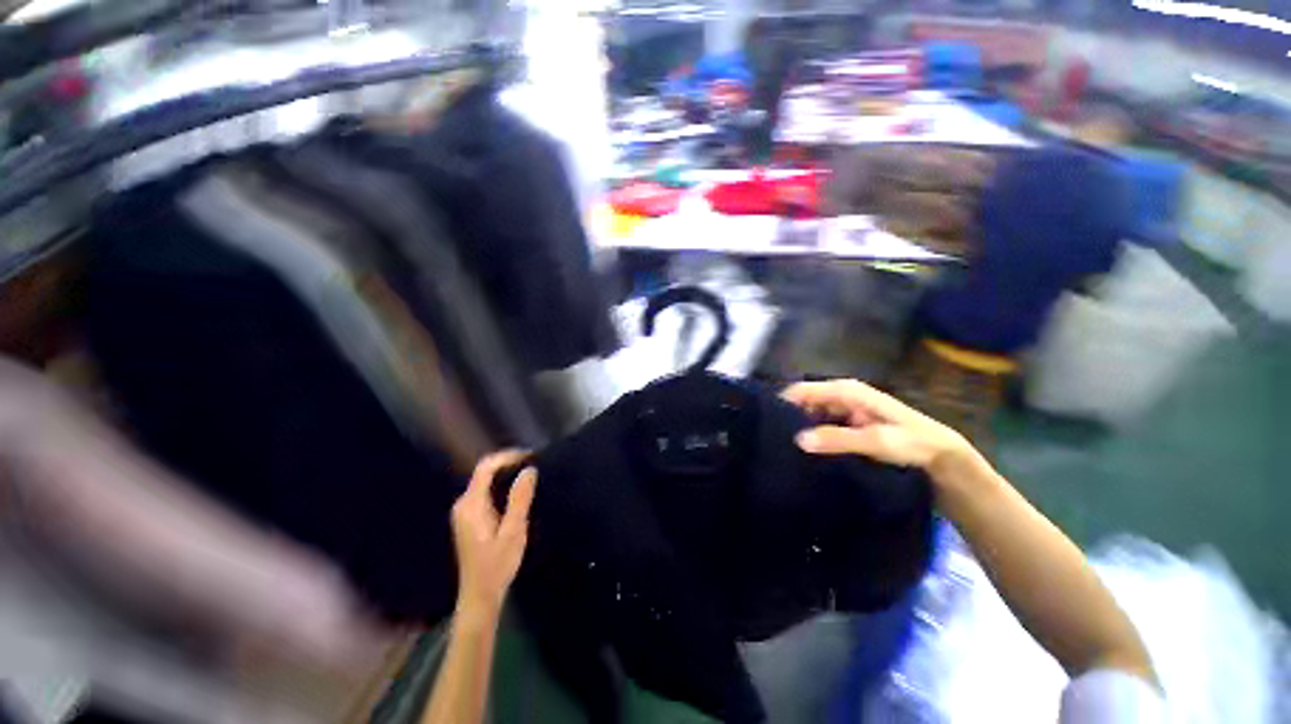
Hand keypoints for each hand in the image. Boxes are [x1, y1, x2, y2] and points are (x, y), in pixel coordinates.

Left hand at [451, 450, 536, 617]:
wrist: (479, 596)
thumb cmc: (497, 565)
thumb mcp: (513, 531)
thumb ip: (520, 499)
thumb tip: (529, 469)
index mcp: (471, 505)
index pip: (486, 467)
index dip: (508, 456)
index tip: (531, 456)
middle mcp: (463, 504)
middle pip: (484, 471)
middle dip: (509, 463)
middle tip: (534, 464)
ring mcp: (464, 512)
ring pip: (485, 481)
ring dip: (506, 473)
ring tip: (530, 474)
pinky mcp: (469, 518)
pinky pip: (485, 491)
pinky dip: (501, 484)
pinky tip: (517, 491)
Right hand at [782, 379, 978, 475]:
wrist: (947, 463)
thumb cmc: (915, 444)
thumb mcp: (877, 440)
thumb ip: (837, 439)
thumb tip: (797, 439)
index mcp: (848, 391)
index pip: (804, 390)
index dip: (783, 402)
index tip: (761, 420)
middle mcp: (843, 398)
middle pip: (806, 403)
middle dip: (789, 417)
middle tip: (769, 440)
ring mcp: (846, 414)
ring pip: (813, 417)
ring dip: (800, 429)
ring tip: (779, 448)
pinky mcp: (850, 430)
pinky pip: (823, 430)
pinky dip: (813, 439)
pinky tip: (803, 454)